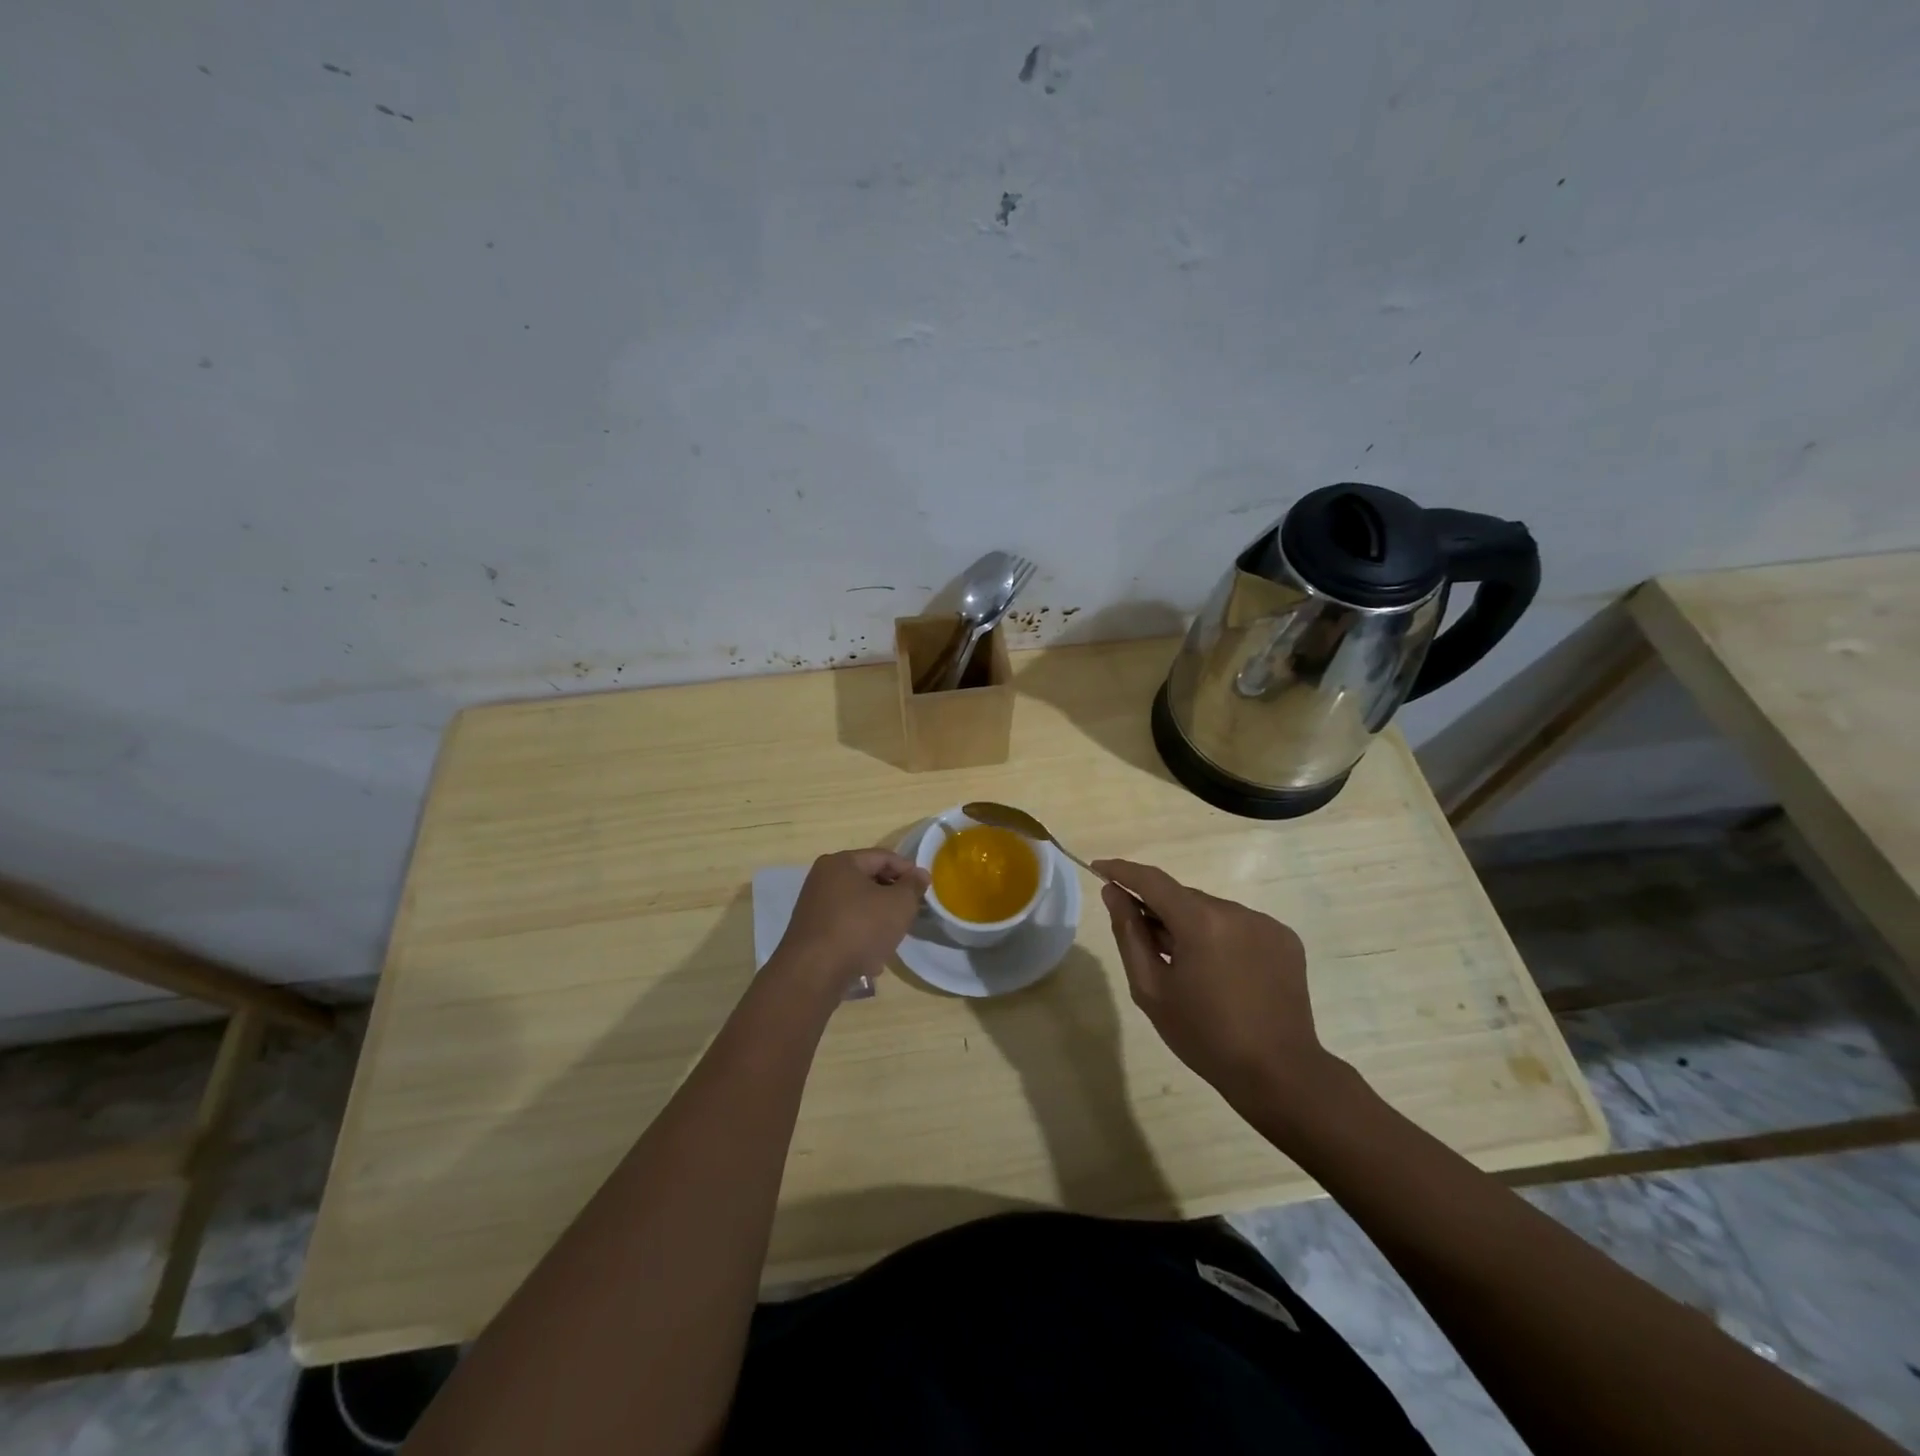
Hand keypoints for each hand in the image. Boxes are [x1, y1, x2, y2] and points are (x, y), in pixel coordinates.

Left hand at [773, 848, 929, 995]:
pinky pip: (844, 927)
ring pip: (858, 906)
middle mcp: (823, 879)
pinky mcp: (811, 933)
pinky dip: (860, 937)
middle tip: (910, 913)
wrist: (814, 974)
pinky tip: (871, 960)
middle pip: (868, 881)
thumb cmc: (860, 928)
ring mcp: (814, 907)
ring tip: (892, 939)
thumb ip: (913, 886)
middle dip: (892, 897)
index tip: (925, 889)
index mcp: (841, 863)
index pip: (883, 857)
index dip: (908, 870)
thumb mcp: (899, 904)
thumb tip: (919, 874)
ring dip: (878, 920)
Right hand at [1092, 858, 1338, 1114]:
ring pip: (1212, 911)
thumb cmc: (1205, 1036)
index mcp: (1201, 921)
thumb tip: (1113, 893)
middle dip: (1159, 911)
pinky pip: (1240, 926)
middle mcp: (1236, 911)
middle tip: (1144, 944)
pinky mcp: (1285, 939)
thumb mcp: (1151, 989)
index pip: (1153, 880)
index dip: (1122, 871)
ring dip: (1192, 926)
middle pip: (1183, 898)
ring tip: (1188, 969)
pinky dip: (1221, 938)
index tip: (1099, 868)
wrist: (1279, 1074)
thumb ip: (1129, 934)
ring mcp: (1265, 923)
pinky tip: (1222, 974)